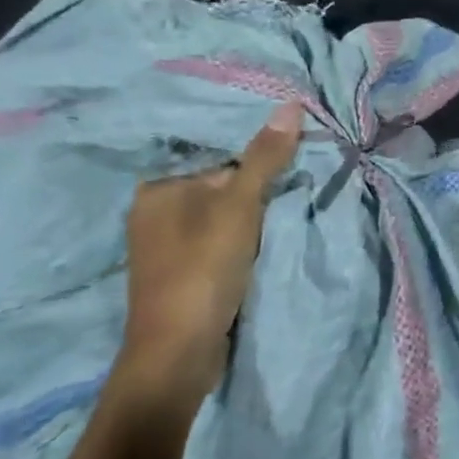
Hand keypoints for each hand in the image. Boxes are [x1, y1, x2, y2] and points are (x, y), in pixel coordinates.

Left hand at [119, 101, 303, 410]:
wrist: (178, 354)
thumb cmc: (203, 269)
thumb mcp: (240, 206)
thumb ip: (265, 157)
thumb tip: (290, 104)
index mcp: (157, 189)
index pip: (215, 153)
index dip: (256, 150)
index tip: (296, 148)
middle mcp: (155, 211)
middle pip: (220, 182)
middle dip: (258, 181)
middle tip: (303, 173)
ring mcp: (168, 245)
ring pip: (223, 212)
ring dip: (255, 211)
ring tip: (292, 202)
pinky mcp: (184, 271)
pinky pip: (221, 237)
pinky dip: (245, 234)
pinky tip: (270, 235)